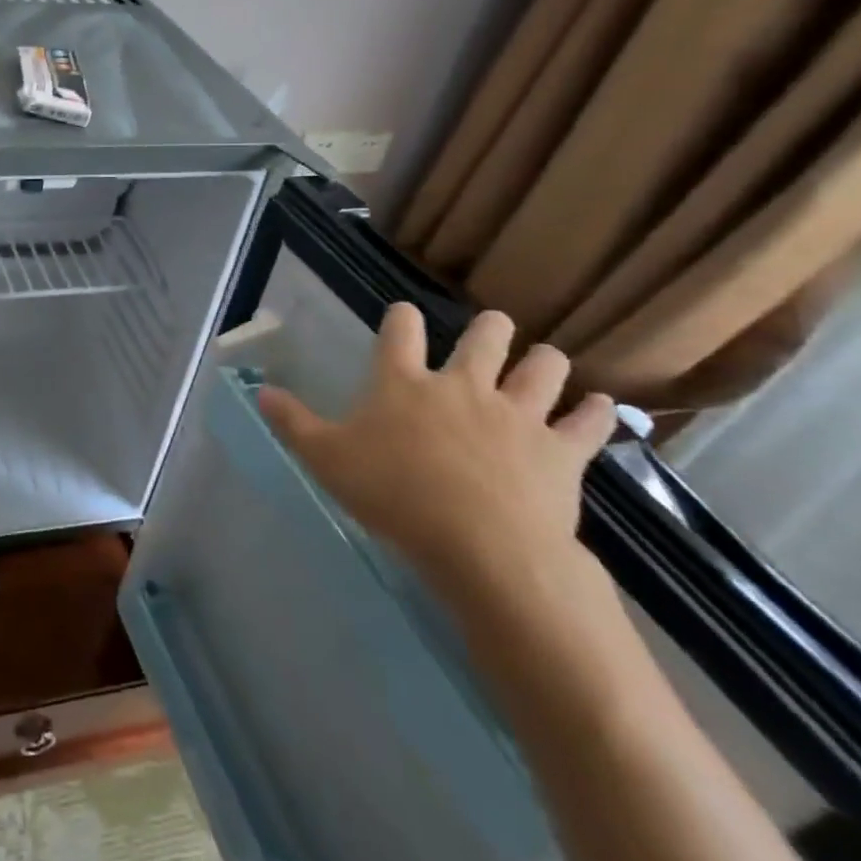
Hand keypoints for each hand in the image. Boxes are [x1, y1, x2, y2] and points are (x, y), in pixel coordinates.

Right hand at [258, 304, 616, 597]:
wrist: (480, 545)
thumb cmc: (393, 494)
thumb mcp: (325, 458)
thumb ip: (292, 423)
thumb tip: (260, 392)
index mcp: (404, 381)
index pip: (400, 329)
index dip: (402, 317)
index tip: (404, 315)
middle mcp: (463, 384)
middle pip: (484, 336)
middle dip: (489, 328)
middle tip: (489, 330)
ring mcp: (517, 414)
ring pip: (543, 368)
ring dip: (544, 362)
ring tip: (543, 363)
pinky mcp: (561, 450)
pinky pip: (588, 423)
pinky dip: (596, 413)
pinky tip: (600, 408)